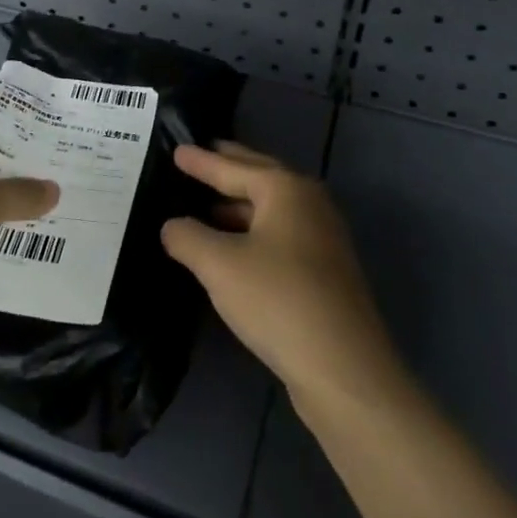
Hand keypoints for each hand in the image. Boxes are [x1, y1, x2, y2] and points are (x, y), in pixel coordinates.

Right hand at [162, 142, 403, 408]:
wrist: (344, 368)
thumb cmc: (278, 300)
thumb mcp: (219, 265)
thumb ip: (188, 237)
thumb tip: (172, 226)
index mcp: (286, 189)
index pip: (232, 167)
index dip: (201, 161)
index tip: (176, 149)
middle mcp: (309, 203)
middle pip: (259, 178)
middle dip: (227, 169)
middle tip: (198, 156)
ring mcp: (321, 237)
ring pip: (270, 209)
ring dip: (238, 205)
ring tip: (205, 204)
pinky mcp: (324, 270)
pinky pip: (278, 234)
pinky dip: (251, 231)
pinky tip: (232, 248)